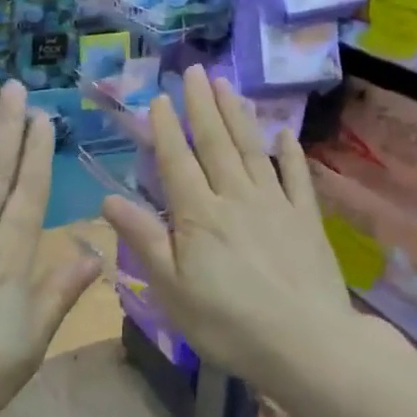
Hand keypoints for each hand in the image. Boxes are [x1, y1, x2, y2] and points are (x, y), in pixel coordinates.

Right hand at [102, 66, 354, 394]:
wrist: (308, 346)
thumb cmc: (228, 324)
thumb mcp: (172, 289)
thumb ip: (144, 239)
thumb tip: (108, 200)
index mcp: (199, 215)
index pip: (178, 161)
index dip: (167, 128)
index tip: (159, 97)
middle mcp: (235, 197)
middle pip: (216, 143)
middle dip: (202, 105)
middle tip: (195, 70)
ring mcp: (275, 205)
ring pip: (252, 149)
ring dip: (237, 115)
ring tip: (226, 84)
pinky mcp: (306, 219)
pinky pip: (298, 178)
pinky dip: (291, 154)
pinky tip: (285, 134)